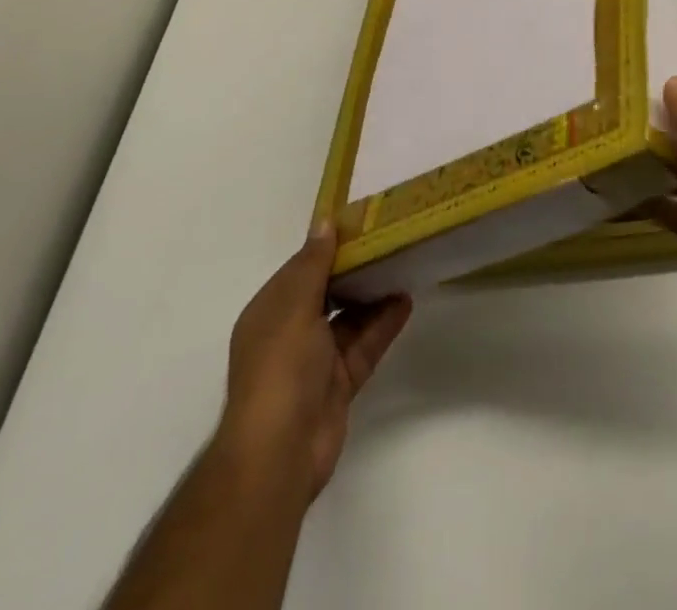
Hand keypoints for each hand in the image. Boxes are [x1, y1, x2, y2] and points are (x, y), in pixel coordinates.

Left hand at [213, 223, 411, 502]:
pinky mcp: (339, 384)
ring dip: (373, 295)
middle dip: (355, 269)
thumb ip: (313, 264)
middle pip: (327, 292)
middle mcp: (290, 333)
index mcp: (270, 312)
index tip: (361, 221)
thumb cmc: (280, 369)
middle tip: (390, 239)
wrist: (279, 454)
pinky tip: (406, 301)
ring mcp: (315, 361)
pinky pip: (364, 345)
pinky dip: (383, 324)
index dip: (328, 245)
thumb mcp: (295, 307)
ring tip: (404, 264)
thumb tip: (324, 222)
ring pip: (349, 318)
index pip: (301, 269)